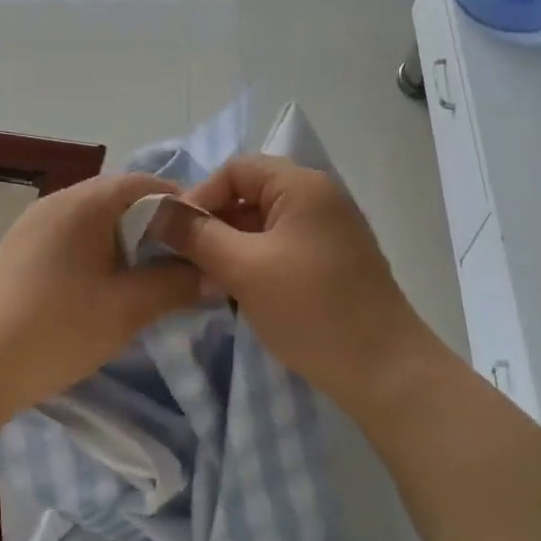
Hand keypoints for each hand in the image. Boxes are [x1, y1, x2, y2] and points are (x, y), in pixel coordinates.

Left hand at [0, 172, 202, 420]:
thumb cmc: (58, 329)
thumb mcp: (128, 308)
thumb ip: (177, 284)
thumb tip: (214, 273)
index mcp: (84, 202)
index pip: (146, 184)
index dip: (182, 207)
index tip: (206, 239)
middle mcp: (56, 202)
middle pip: (119, 200)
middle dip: (155, 228)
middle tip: (182, 262)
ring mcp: (31, 226)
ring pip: (93, 221)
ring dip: (124, 243)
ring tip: (146, 279)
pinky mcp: (16, 251)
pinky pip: (69, 239)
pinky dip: (96, 254)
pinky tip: (101, 289)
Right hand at [156, 156, 444, 409]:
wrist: (384, 371)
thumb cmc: (311, 310)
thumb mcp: (244, 269)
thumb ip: (197, 235)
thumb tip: (157, 212)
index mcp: (303, 186)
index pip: (236, 169)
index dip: (199, 195)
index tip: (173, 234)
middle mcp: (319, 199)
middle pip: (250, 195)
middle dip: (212, 225)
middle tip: (183, 261)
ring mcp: (328, 233)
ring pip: (262, 226)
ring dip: (229, 248)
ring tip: (204, 281)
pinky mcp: (331, 263)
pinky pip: (280, 249)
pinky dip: (253, 264)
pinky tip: (234, 293)